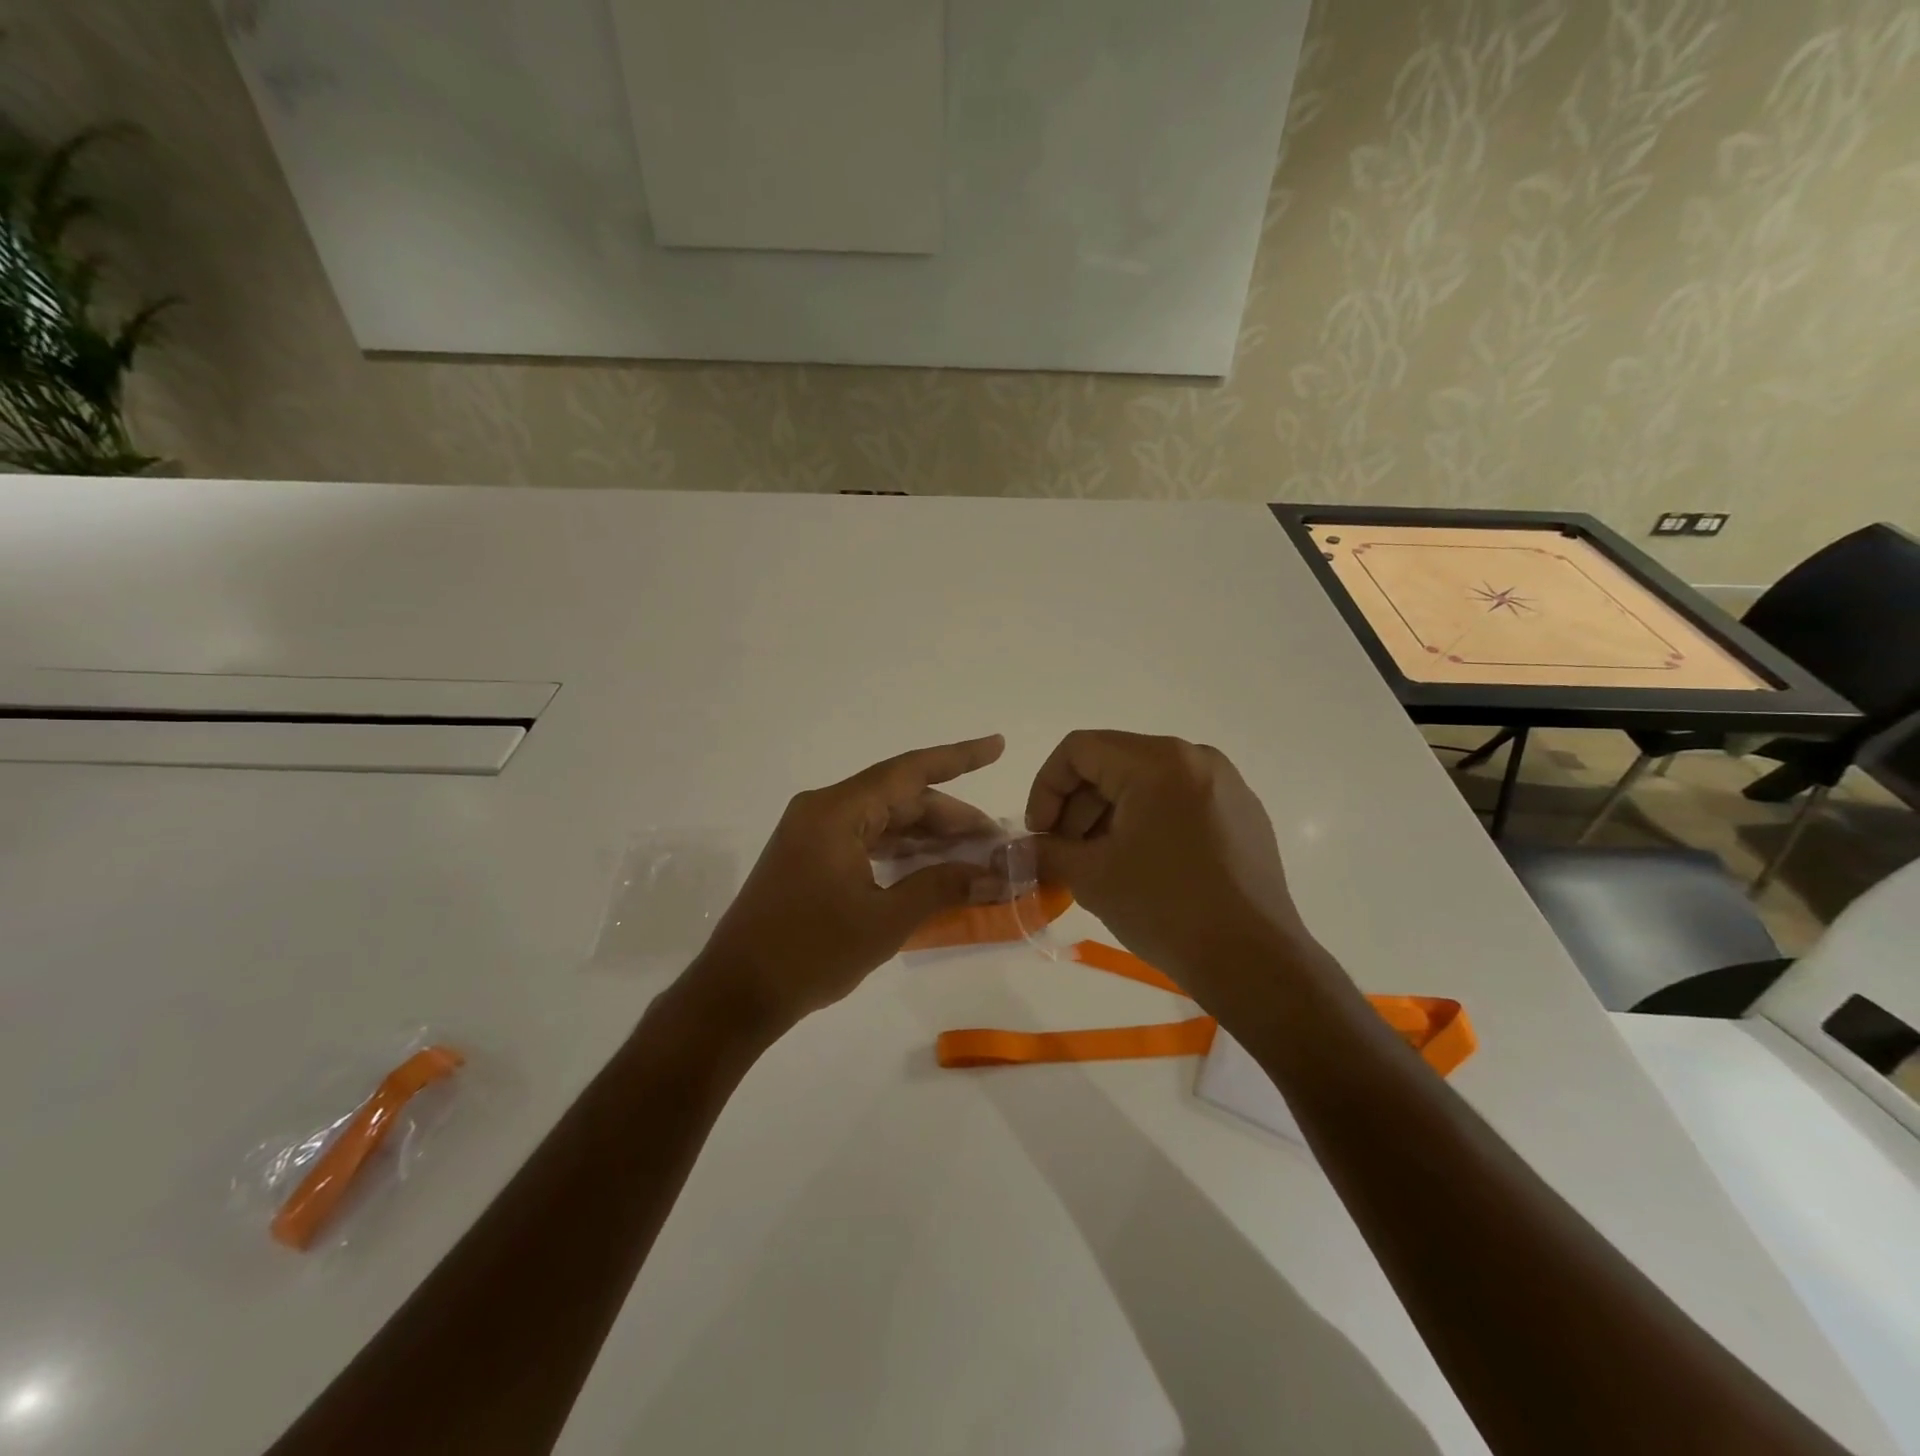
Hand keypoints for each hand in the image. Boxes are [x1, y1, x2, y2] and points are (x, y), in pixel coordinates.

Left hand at [685, 735, 1005, 1036]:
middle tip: (995, 839)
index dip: (957, 758)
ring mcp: (812, 833)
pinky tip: (931, 866)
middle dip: (949, 816)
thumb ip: (941, 888)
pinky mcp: (809, 857)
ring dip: (926, 835)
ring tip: (973, 854)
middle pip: (898, 798)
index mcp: (835, 812)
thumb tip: (993, 875)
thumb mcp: (884, 921)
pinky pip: (865, 839)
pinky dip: (900, 850)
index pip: (908, 772)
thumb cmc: (809, 954)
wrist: (735, 994)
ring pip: (883, 819)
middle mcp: (822, 810)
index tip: (997, 746)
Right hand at [1025, 730, 1308, 1010]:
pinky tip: (1142, 866)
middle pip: (1113, 763)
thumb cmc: (1165, 909)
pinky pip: (1178, 800)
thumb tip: (1014, 849)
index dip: (1046, 788)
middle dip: (1077, 806)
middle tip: (1064, 854)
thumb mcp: (1091, 877)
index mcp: (1157, 761)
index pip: (1079, 749)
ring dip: (1109, 816)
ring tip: (1099, 864)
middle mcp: (1195, 757)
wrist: (1254, 962)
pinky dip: (1147, 822)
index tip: (1040, 834)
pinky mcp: (1243, 812)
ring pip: (1146, 782)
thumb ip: (1045, 851)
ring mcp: (1225, 784)